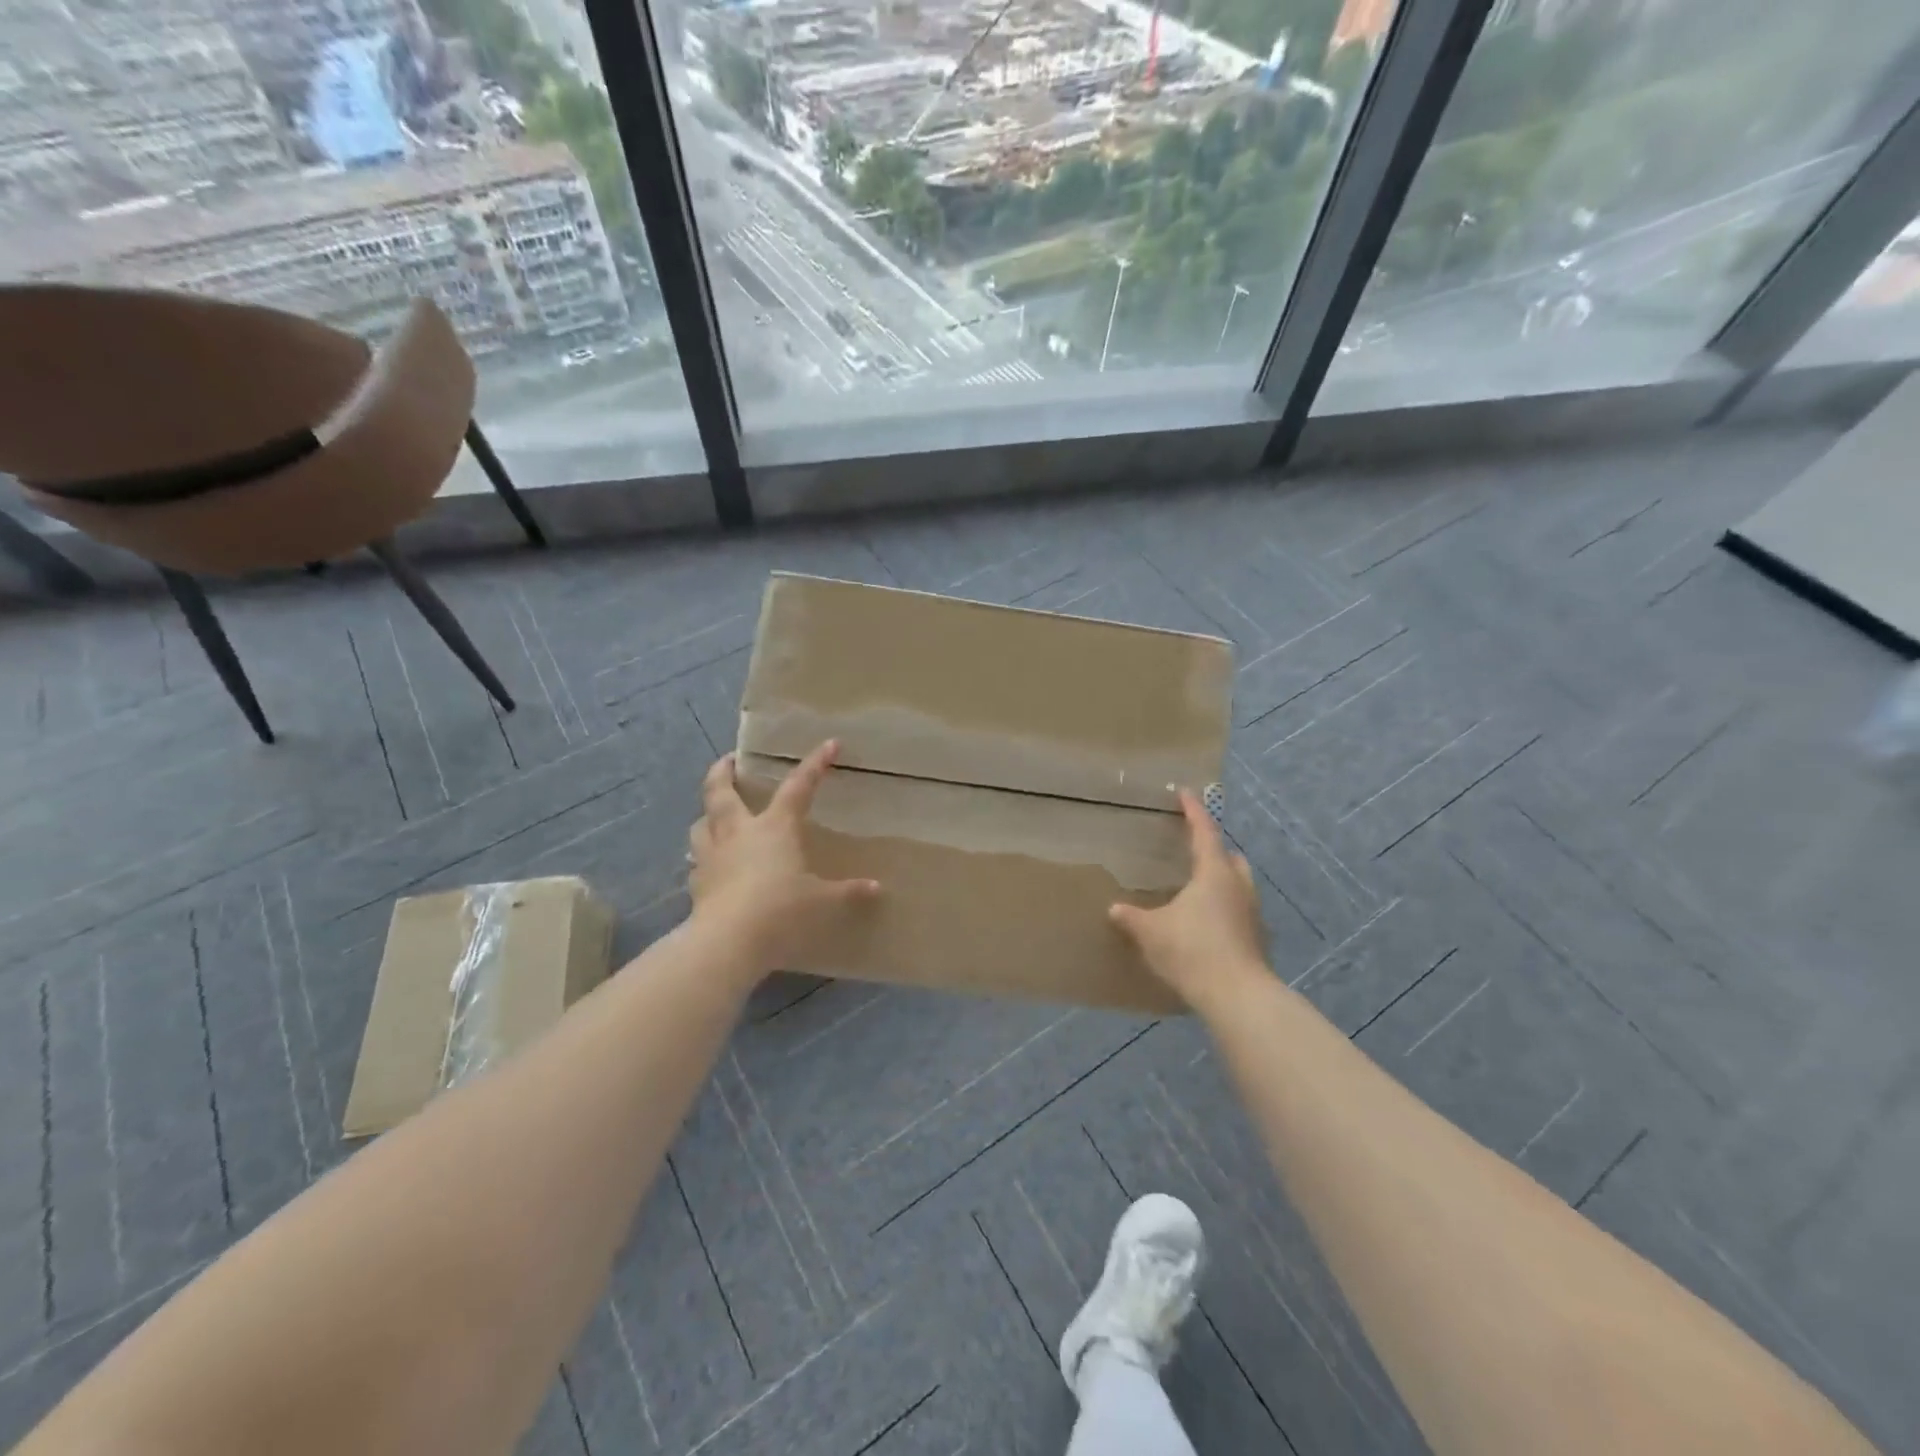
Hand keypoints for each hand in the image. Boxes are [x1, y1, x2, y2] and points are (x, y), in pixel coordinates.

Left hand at [686, 741, 879, 977]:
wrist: (728, 941)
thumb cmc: (782, 911)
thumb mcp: (823, 902)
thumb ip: (848, 892)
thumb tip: (877, 888)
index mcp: (775, 827)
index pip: (798, 786)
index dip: (814, 764)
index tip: (829, 744)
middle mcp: (739, 832)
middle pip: (722, 791)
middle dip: (724, 771)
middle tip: (729, 760)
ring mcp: (712, 856)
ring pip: (702, 823)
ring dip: (707, 814)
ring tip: (715, 815)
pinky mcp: (696, 883)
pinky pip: (696, 860)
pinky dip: (702, 856)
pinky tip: (709, 865)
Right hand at [1109, 790, 1267, 1011]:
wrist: (1237, 996)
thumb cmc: (1192, 950)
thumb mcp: (1151, 932)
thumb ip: (1132, 918)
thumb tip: (1115, 909)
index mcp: (1213, 873)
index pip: (1204, 831)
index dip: (1193, 811)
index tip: (1185, 793)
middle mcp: (1238, 886)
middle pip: (1229, 857)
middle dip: (1213, 848)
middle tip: (1193, 848)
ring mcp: (1252, 912)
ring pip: (1239, 883)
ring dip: (1222, 878)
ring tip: (1198, 887)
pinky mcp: (1257, 938)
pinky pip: (1240, 909)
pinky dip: (1225, 906)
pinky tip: (1207, 922)